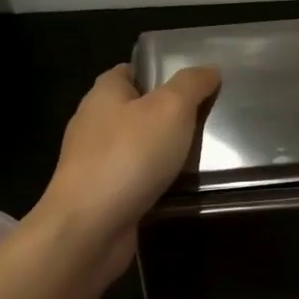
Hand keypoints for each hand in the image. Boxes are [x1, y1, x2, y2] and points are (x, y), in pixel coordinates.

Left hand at [38, 63, 220, 284]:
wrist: (90, 227)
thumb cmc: (129, 156)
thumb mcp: (171, 108)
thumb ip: (192, 85)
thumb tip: (209, 70)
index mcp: (104, 93)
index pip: (130, 71)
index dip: (159, 72)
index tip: (193, 82)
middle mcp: (94, 123)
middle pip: (136, 108)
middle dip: (168, 113)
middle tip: (206, 117)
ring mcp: (93, 161)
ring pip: (137, 145)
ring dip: (164, 148)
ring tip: (200, 152)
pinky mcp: (100, 194)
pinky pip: (134, 176)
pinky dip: (155, 178)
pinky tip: (179, 184)